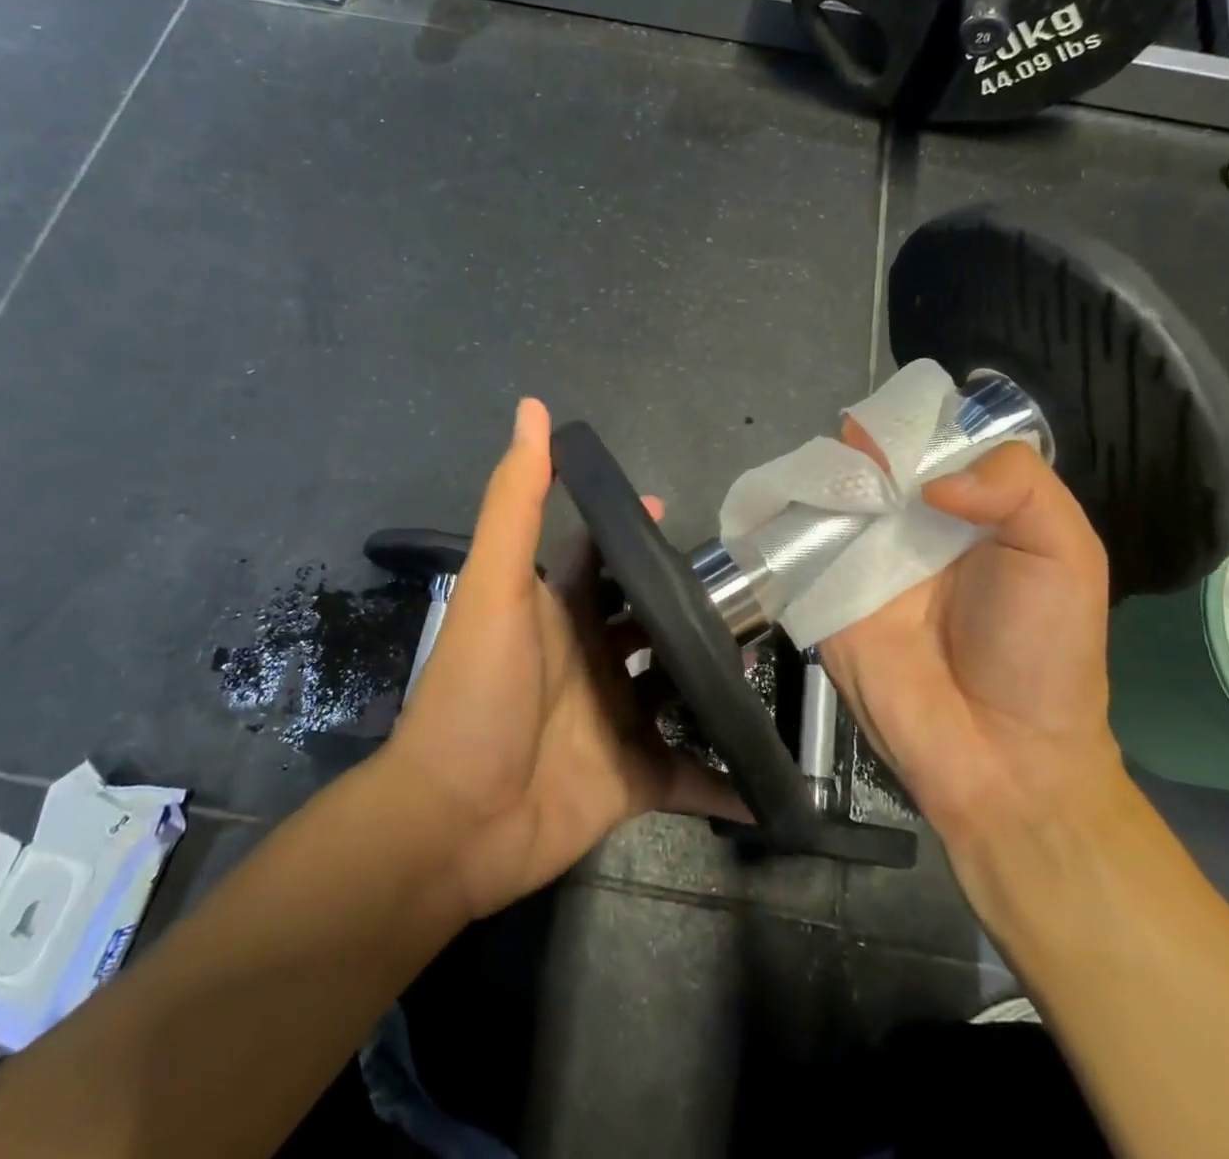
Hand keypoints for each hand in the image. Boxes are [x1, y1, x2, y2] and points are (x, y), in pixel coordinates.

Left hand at [383, 398, 743, 919]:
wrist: (454, 820)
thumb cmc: (478, 690)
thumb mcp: (496, 586)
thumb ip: (518, 500)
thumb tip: (532, 408)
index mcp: (562, 613)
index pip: (604, 559)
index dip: (635, 534)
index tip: (678, 515)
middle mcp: (593, 660)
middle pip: (654, 621)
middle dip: (698, 606)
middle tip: (757, 591)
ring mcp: (617, 720)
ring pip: (681, 691)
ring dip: (720, 679)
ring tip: (774, 660)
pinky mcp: (635, 778)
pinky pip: (690, 776)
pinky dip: (725, 781)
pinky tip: (768, 778)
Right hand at [820, 432, 1118, 841]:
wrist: (999, 756)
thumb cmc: (1042, 651)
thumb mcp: (1065, 553)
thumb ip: (1017, 487)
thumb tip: (929, 478)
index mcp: (968, 510)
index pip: (930, 447)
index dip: (911, 425)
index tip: (894, 417)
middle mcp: (910, 527)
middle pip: (874, 466)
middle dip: (859, 445)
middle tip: (852, 438)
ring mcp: (861, 560)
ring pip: (830, 498)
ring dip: (820, 476)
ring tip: (824, 467)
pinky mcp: (822, 594)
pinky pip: (797, 546)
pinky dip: (782, 519)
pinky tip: (780, 499)